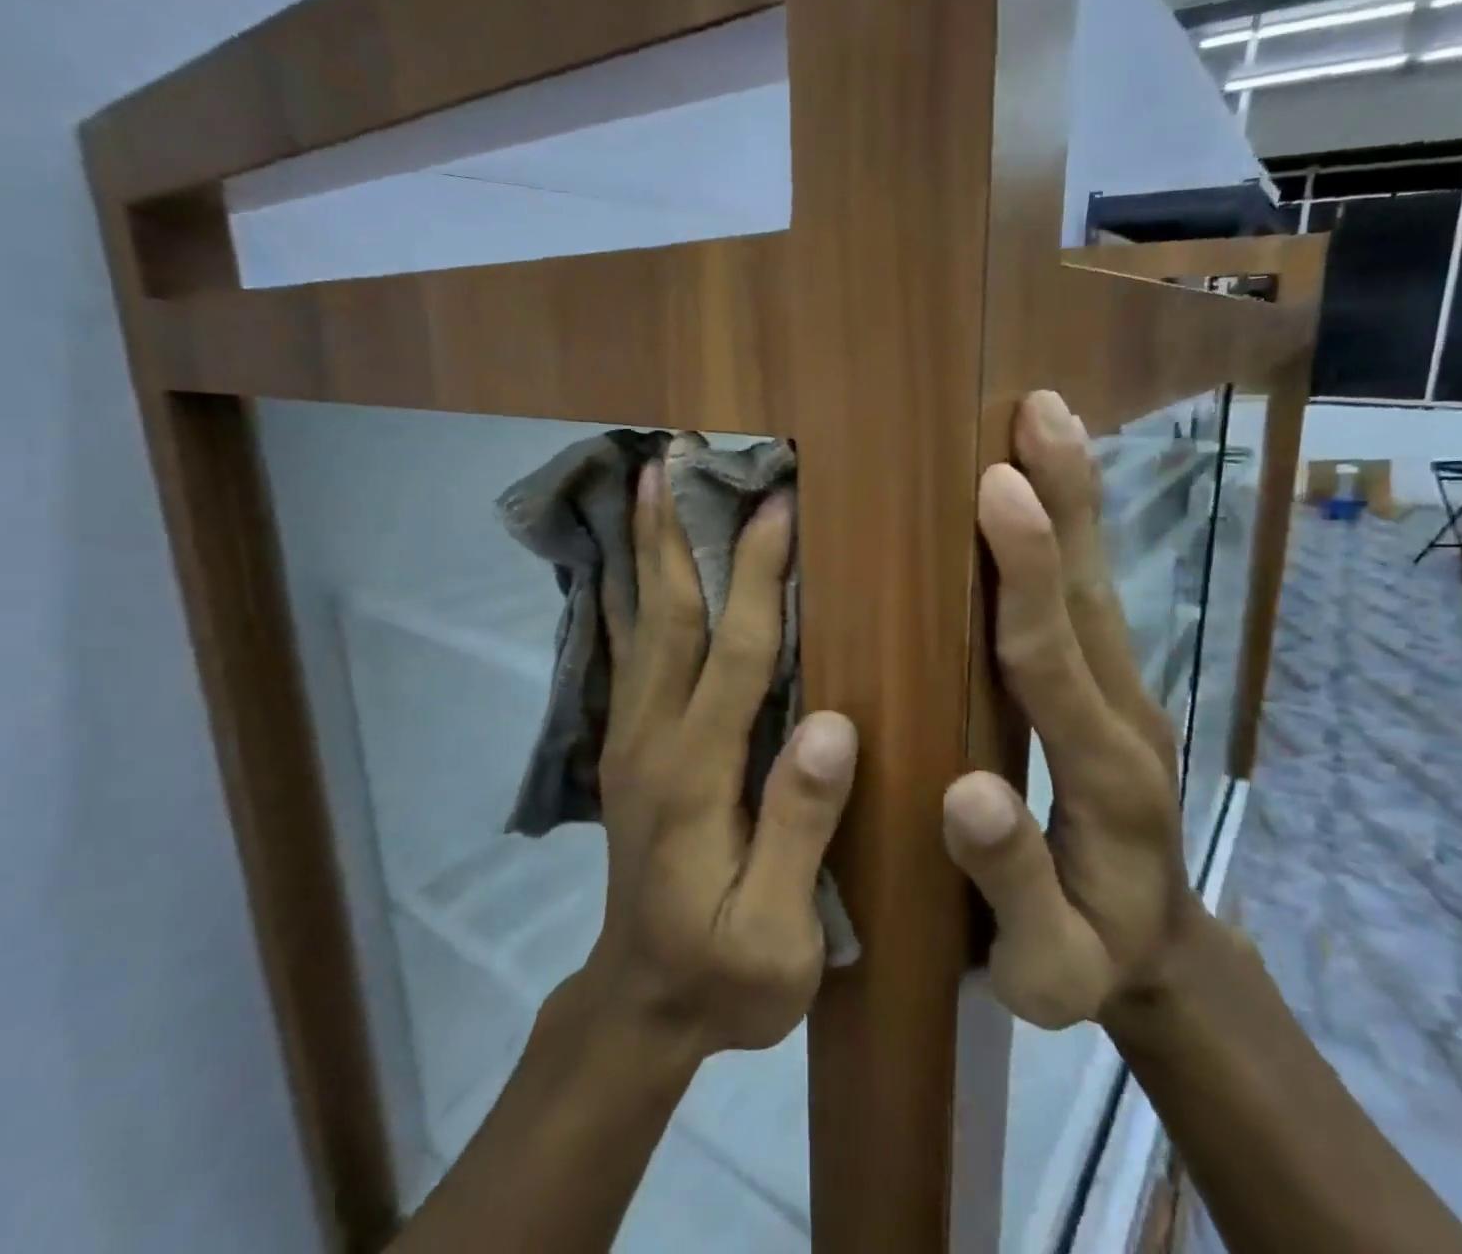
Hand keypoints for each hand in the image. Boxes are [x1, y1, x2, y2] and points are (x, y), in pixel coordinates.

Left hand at [587, 454, 856, 1055]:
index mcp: (696, 776)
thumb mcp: (775, 935)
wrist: (639, 1004)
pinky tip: (631, 557)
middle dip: (680, 533)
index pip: (734, 656)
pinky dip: (628, 592)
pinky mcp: (628, 743)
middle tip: (680, 458)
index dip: (757, 579)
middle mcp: (652, 738)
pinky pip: (627, 650)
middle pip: (670, 618)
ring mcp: (631, 737)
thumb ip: (800, 831)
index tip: (778, 507)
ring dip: (645, 548)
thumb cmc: (723, 977)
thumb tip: (833, 726)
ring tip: (648, 482)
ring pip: (640, 623)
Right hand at [943, 390, 1202, 1033]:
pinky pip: (1087, 598)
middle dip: (1065, 499)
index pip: (1056, 660)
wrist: (1159, 952)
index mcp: (1106, 778)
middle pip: (1089, 595)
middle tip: (1038, 411)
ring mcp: (1126, 693)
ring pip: (1095, 584)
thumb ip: (1013, 884)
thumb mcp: (1046, 966)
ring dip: (1073, 498)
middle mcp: (1126, 715)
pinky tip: (1046, 487)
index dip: (1027, 574)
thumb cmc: (1089, 961)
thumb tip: (964, 790)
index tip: (999, 488)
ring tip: (1046, 419)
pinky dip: (1069, 532)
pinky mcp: (1113, 685)